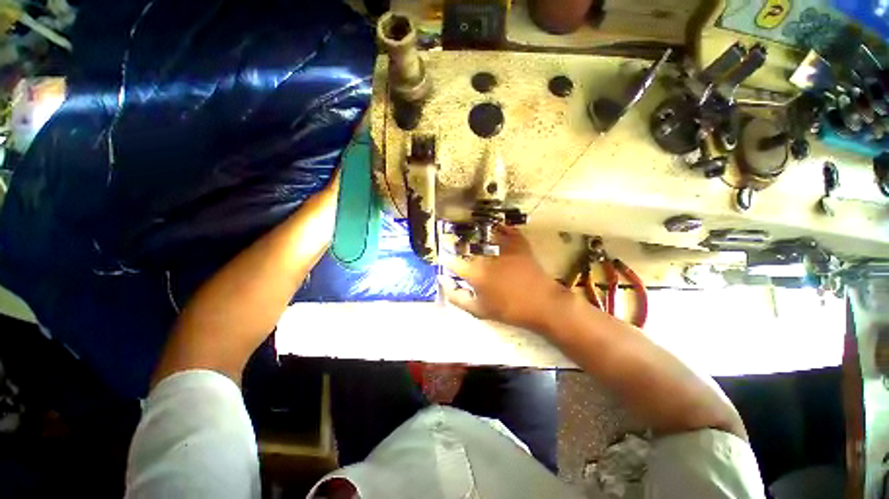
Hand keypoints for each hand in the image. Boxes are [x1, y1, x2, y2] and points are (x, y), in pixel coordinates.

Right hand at [440, 226, 567, 331]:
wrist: (543, 304)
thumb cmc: (510, 310)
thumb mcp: (480, 310)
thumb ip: (458, 297)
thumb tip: (443, 284)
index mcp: (476, 273)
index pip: (453, 263)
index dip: (446, 259)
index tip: (444, 258)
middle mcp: (487, 257)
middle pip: (468, 245)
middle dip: (460, 244)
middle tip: (458, 246)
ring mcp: (504, 248)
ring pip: (485, 234)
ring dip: (478, 233)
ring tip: (473, 233)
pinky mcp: (519, 244)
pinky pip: (507, 230)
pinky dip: (501, 227)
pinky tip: (497, 227)